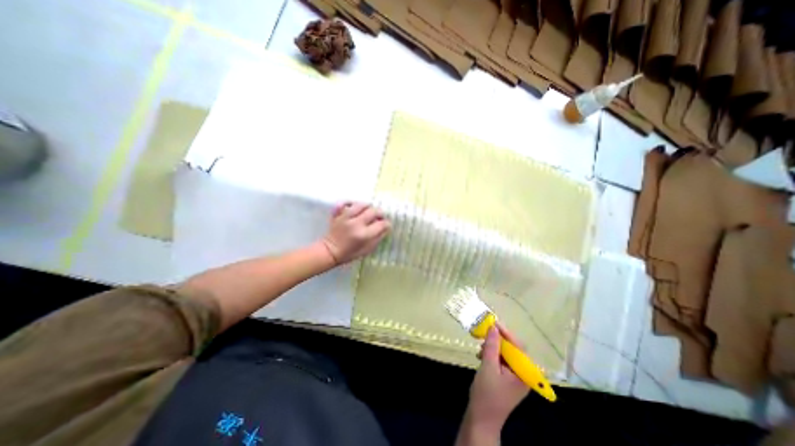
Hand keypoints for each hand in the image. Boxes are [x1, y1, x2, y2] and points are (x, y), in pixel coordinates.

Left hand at [319, 203, 388, 264]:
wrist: (329, 251)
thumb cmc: (349, 253)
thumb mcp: (366, 250)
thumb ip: (377, 239)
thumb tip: (385, 229)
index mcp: (364, 234)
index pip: (382, 224)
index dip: (387, 224)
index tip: (386, 225)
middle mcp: (356, 223)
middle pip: (374, 211)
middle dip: (380, 213)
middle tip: (379, 217)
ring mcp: (346, 217)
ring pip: (361, 204)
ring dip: (368, 206)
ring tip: (368, 211)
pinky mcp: (338, 214)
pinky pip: (344, 203)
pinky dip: (350, 202)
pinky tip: (354, 206)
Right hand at [457, 323, 528, 443]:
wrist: (481, 419)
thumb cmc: (486, 394)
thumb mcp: (488, 366)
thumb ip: (491, 346)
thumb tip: (493, 326)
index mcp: (524, 374)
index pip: (519, 347)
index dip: (506, 333)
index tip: (493, 322)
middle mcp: (523, 374)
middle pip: (513, 349)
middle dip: (498, 340)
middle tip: (484, 333)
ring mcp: (516, 377)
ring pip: (506, 353)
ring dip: (494, 347)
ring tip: (481, 347)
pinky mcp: (508, 378)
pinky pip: (502, 360)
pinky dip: (492, 354)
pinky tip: (482, 355)